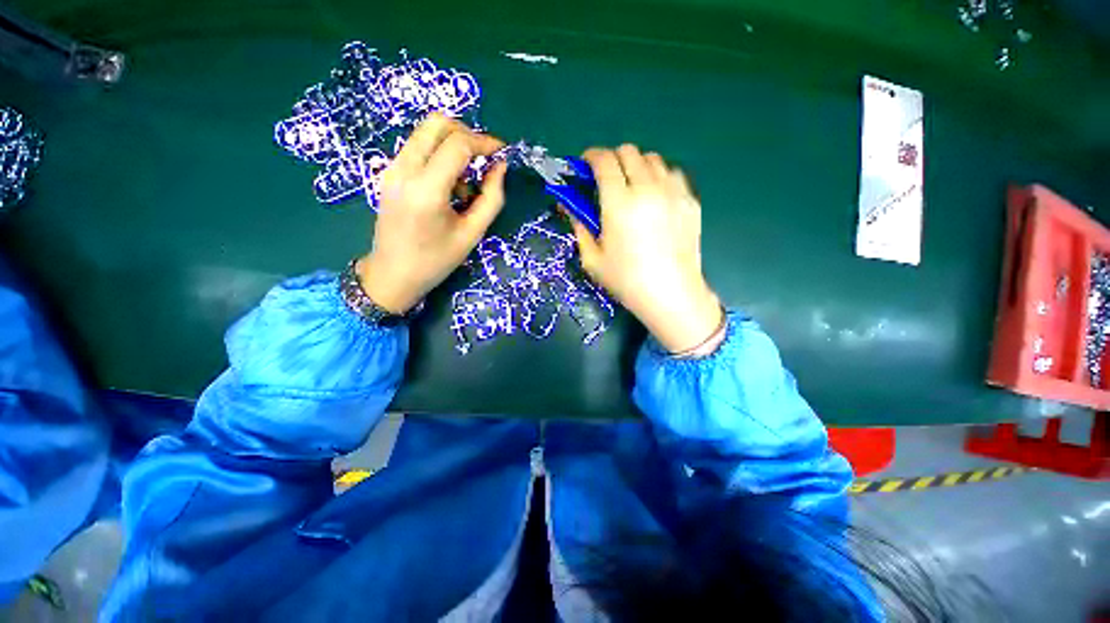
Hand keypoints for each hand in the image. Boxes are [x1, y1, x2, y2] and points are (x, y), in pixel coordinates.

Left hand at [357, 113, 506, 313]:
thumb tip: (500, 166)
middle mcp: (404, 170)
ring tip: (467, 179)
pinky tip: (449, 184)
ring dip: (453, 144)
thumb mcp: (472, 233)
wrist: (392, 274)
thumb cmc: (436, 261)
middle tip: (484, 158)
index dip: (485, 142)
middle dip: (467, 133)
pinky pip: (417, 147)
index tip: (502, 152)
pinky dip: (439, 153)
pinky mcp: (389, 172)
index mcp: (426, 190)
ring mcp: (392, 168)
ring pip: (425, 132)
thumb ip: (491, 198)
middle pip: (437, 123)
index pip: (458, 144)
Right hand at [568, 145, 721, 352]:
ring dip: (636, 166)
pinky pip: (673, 174)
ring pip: (653, 159)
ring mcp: (673, 193)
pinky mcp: (690, 201)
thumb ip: (579, 227)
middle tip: (606, 179)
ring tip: (632, 187)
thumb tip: (569, 206)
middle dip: (612, 159)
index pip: (604, 161)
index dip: (590, 157)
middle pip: (629, 151)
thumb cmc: (626, 280)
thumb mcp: (592, 259)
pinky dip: (658, 177)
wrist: (671, 294)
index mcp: (619, 203)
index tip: (585, 165)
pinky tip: (655, 198)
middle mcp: (647, 189)